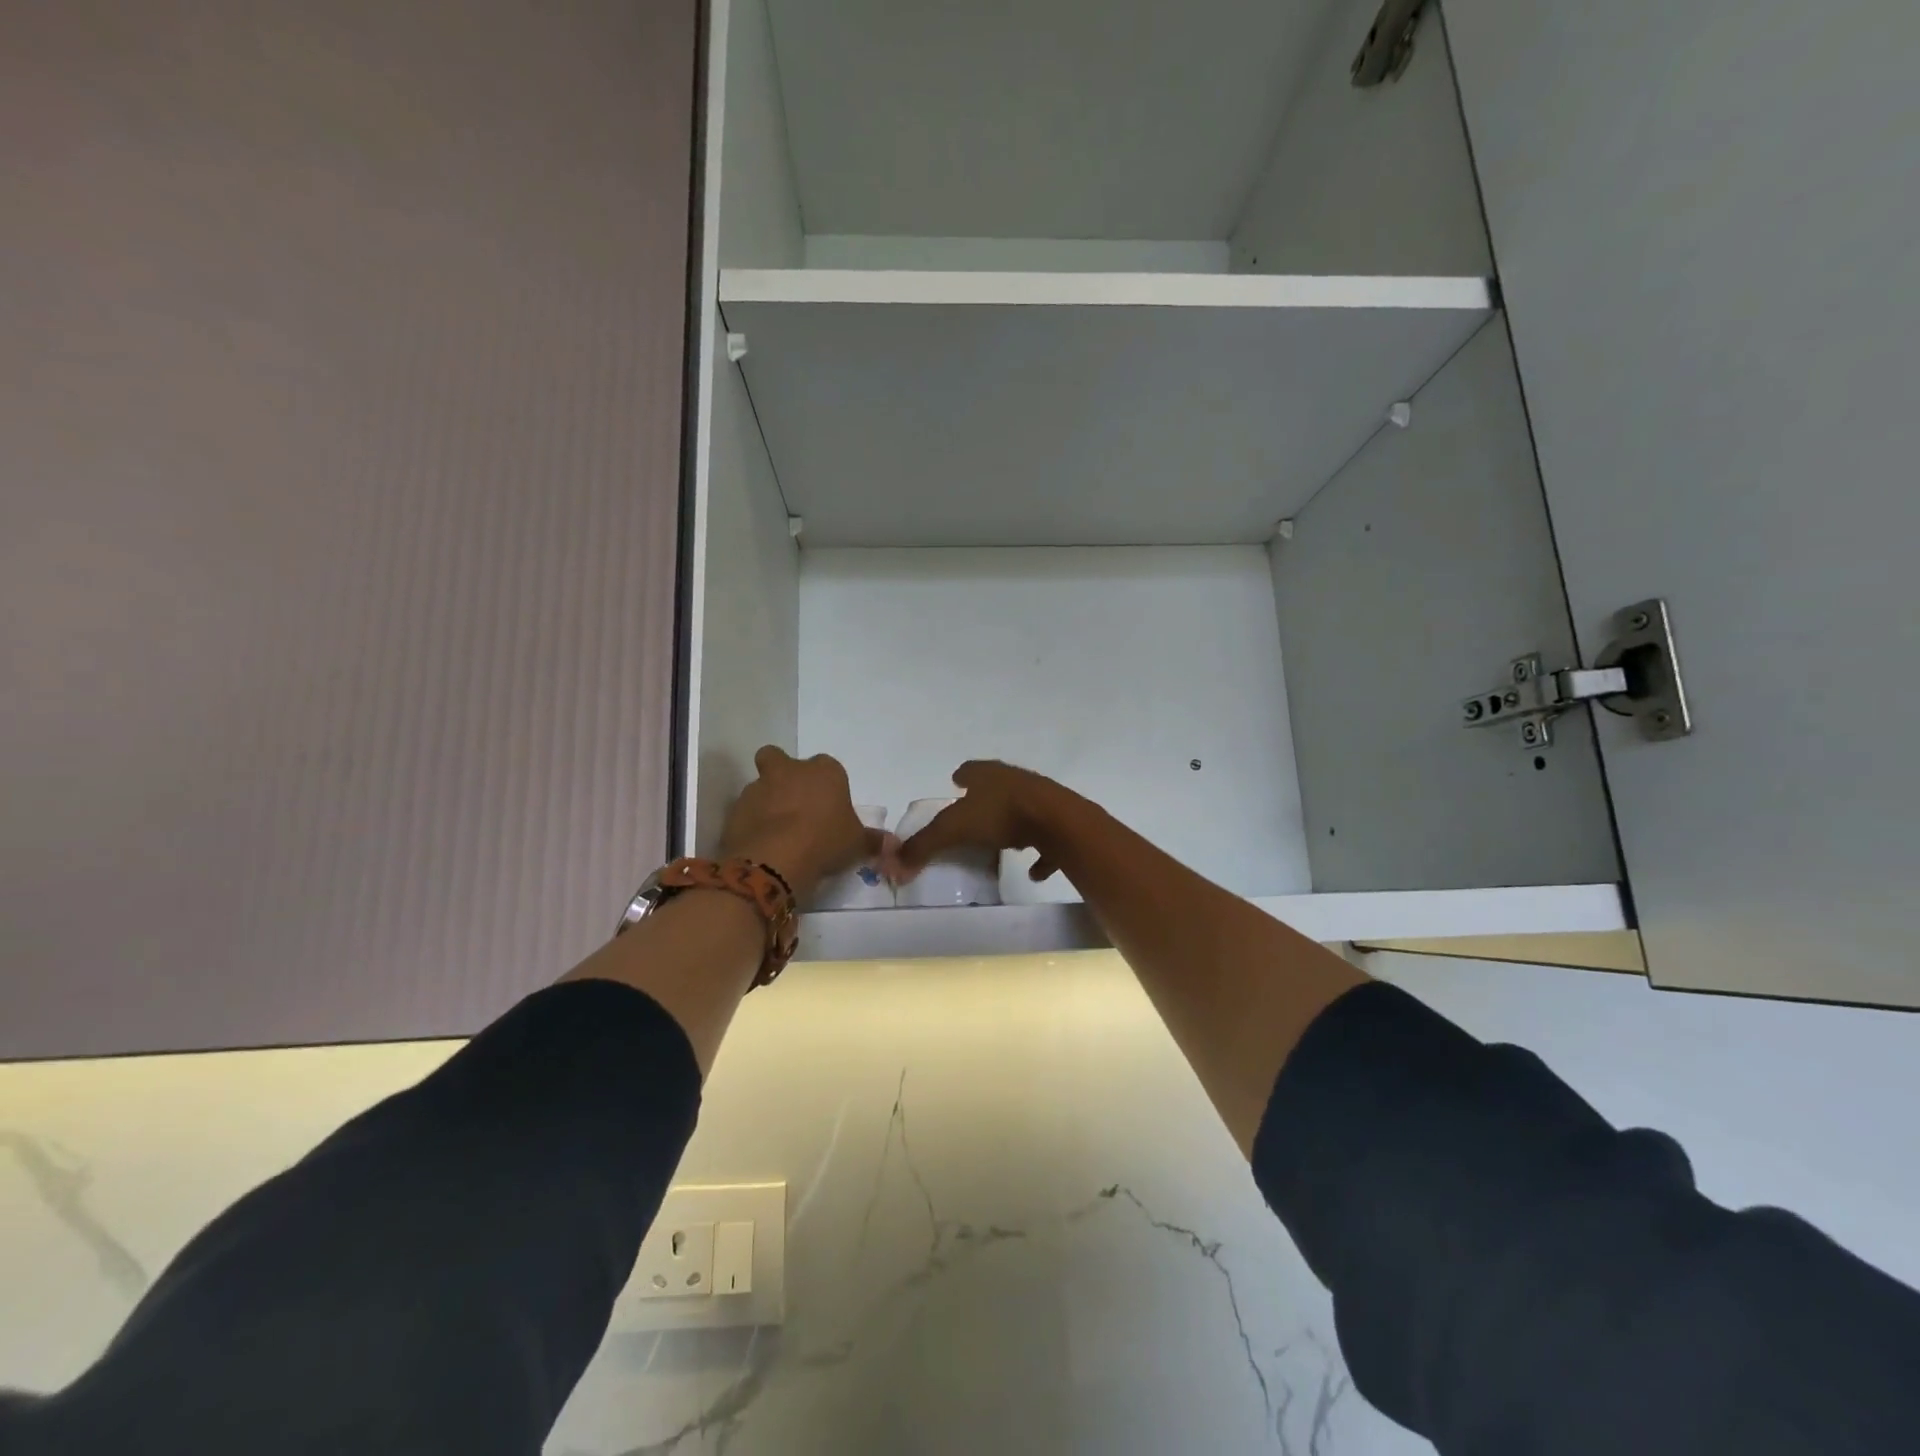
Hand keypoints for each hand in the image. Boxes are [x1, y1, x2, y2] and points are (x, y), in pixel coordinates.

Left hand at [719, 747, 881, 899]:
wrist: (776, 859)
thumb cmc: (825, 841)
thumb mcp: (856, 844)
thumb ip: (872, 841)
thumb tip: (891, 844)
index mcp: (823, 771)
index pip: (827, 767)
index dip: (826, 785)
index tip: (829, 806)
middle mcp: (788, 771)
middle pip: (779, 758)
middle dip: (782, 773)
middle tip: (792, 802)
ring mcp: (758, 788)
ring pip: (760, 786)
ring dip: (766, 801)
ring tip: (776, 832)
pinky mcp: (735, 810)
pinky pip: (744, 812)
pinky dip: (751, 823)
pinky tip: (761, 845)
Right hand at [893, 761, 1083, 883]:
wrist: (1057, 822)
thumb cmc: (1000, 815)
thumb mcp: (952, 829)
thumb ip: (923, 845)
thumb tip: (893, 864)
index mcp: (988, 774)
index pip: (970, 770)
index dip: (961, 777)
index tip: (954, 785)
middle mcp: (1014, 781)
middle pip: (996, 788)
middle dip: (984, 801)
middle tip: (971, 818)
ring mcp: (1040, 800)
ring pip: (1021, 810)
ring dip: (1010, 826)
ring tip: (998, 845)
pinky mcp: (1059, 823)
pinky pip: (1045, 841)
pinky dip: (1039, 854)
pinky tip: (1032, 871)